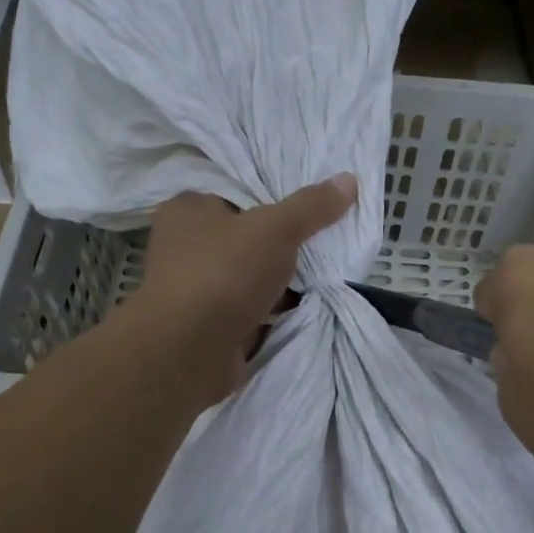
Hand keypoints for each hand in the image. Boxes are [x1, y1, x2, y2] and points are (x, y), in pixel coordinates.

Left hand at [135, 176, 357, 403]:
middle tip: (323, 242)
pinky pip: (249, 307)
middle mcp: (184, 245)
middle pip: (246, 236)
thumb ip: (312, 206)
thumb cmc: (225, 273)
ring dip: (280, 280)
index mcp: (188, 209)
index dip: (273, 198)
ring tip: (323, 274)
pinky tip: (303, 307)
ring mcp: (195, 287)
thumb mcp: (276, 228)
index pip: (236, 193)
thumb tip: (348, 180)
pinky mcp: (207, 323)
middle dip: (282, 244)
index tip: (311, 208)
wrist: (189, 352)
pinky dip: (272, 309)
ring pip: (250, 274)